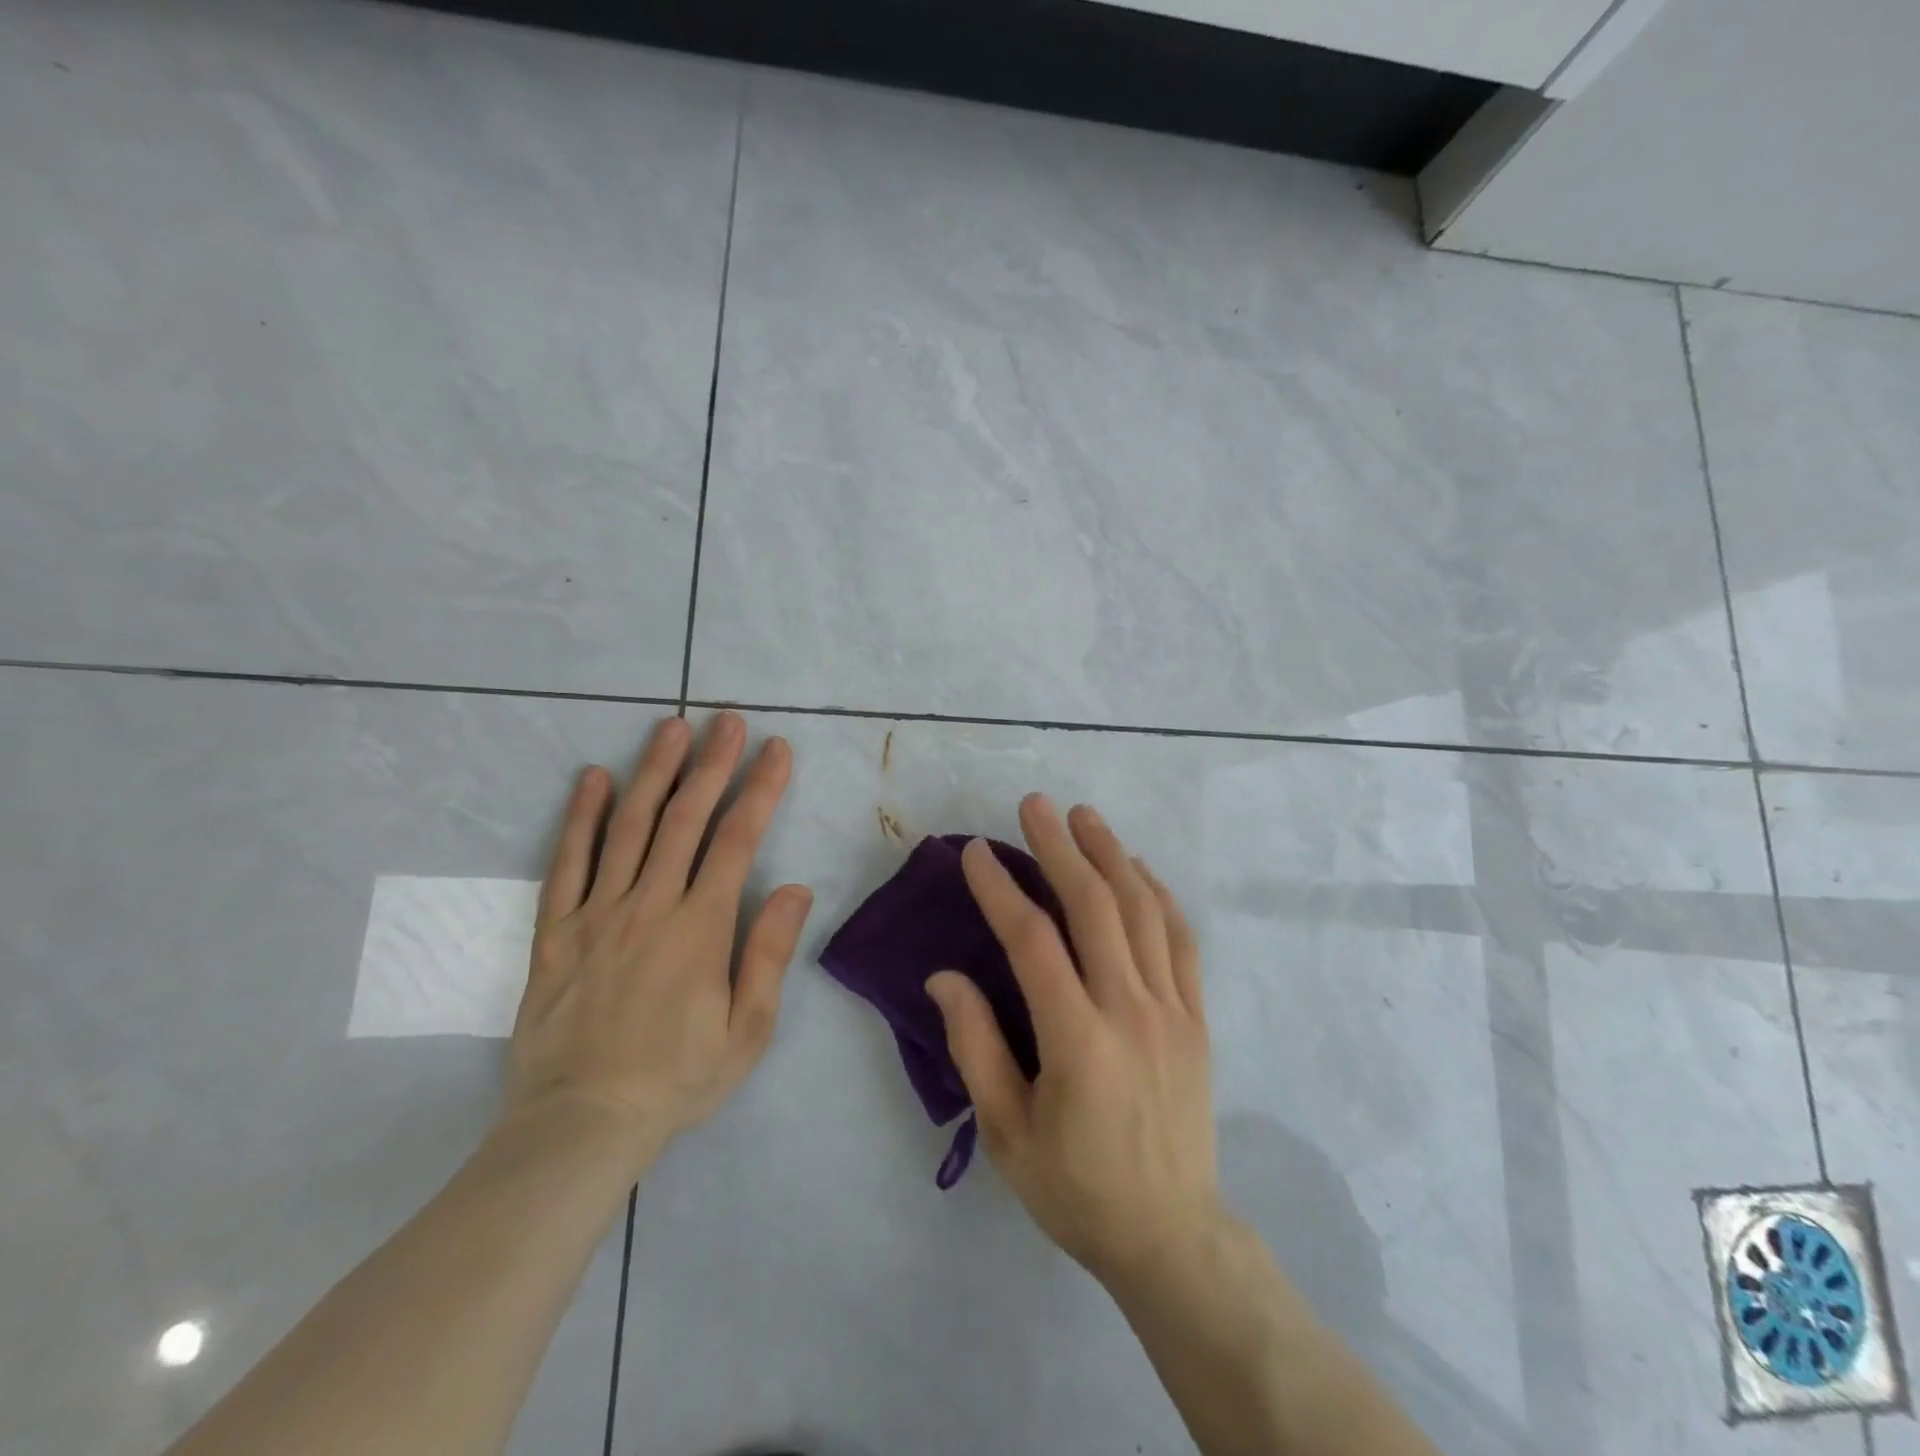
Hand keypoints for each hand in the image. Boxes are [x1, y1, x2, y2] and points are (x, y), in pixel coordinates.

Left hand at [501, 712, 812, 1175]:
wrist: (579, 1125)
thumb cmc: (676, 1079)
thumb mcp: (747, 1032)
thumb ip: (768, 955)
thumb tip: (794, 888)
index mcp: (700, 928)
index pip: (737, 840)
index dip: (760, 789)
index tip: (776, 750)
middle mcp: (649, 905)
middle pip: (685, 819)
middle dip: (712, 764)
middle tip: (728, 721)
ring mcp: (597, 913)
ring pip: (628, 827)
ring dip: (654, 772)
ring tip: (671, 728)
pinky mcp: (556, 930)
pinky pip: (567, 862)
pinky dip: (580, 817)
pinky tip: (592, 778)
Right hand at [926, 794, 1221, 1284]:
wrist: (1171, 1235)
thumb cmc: (1076, 1188)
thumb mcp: (1007, 1133)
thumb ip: (975, 1047)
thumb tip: (944, 977)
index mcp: (1078, 1041)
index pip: (1033, 942)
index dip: (1000, 890)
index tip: (976, 852)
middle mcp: (1130, 1010)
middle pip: (1095, 906)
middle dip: (1060, 848)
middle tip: (1034, 805)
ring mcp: (1172, 1009)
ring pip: (1143, 910)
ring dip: (1111, 854)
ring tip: (1084, 816)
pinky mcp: (1196, 1017)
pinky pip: (1181, 938)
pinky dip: (1158, 893)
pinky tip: (1137, 867)